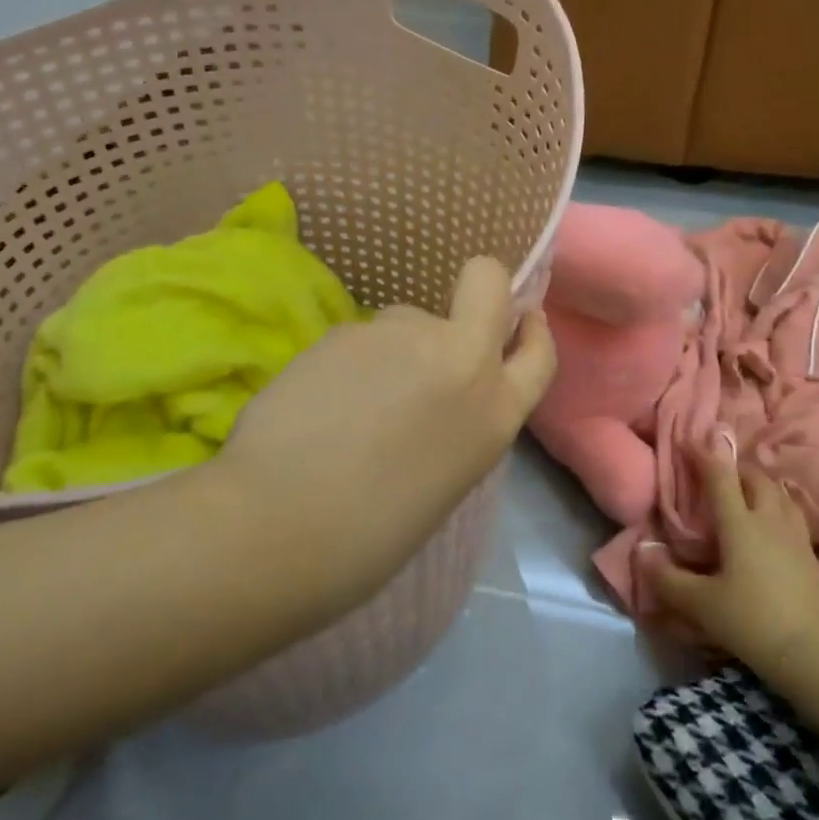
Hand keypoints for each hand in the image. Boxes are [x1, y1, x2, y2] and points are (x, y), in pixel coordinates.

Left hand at [210, 256, 555, 616]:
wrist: (280, 527)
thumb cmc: (368, 538)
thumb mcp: (447, 480)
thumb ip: (459, 422)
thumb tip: (438, 397)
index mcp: (494, 413)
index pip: (538, 352)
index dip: (531, 330)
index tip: (521, 319)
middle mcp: (460, 358)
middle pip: (487, 281)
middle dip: (481, 283)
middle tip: (445, 324)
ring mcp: (403, 335)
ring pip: (408, 316)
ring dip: (393, 345)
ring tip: (353, 399)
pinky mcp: (349, 328)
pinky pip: (361, 336)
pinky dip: (349, 359)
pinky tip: (320, 397)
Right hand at [641, 442, 818, 685]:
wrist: (817, 656)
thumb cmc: (753, 622)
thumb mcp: (701, 604)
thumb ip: (667, 578)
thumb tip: (642, 551)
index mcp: (740, 523)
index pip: (720, 475)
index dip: (703, 454)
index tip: (689, 440)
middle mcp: (769, 520)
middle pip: (755, 477)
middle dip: (735, 467)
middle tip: (718, 471)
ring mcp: (797, 537)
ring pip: (780, 494)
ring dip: (761, 484)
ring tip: (747, 491)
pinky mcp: (814, 558)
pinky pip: (794, 517)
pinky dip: (779, 509)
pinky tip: (774, 527)